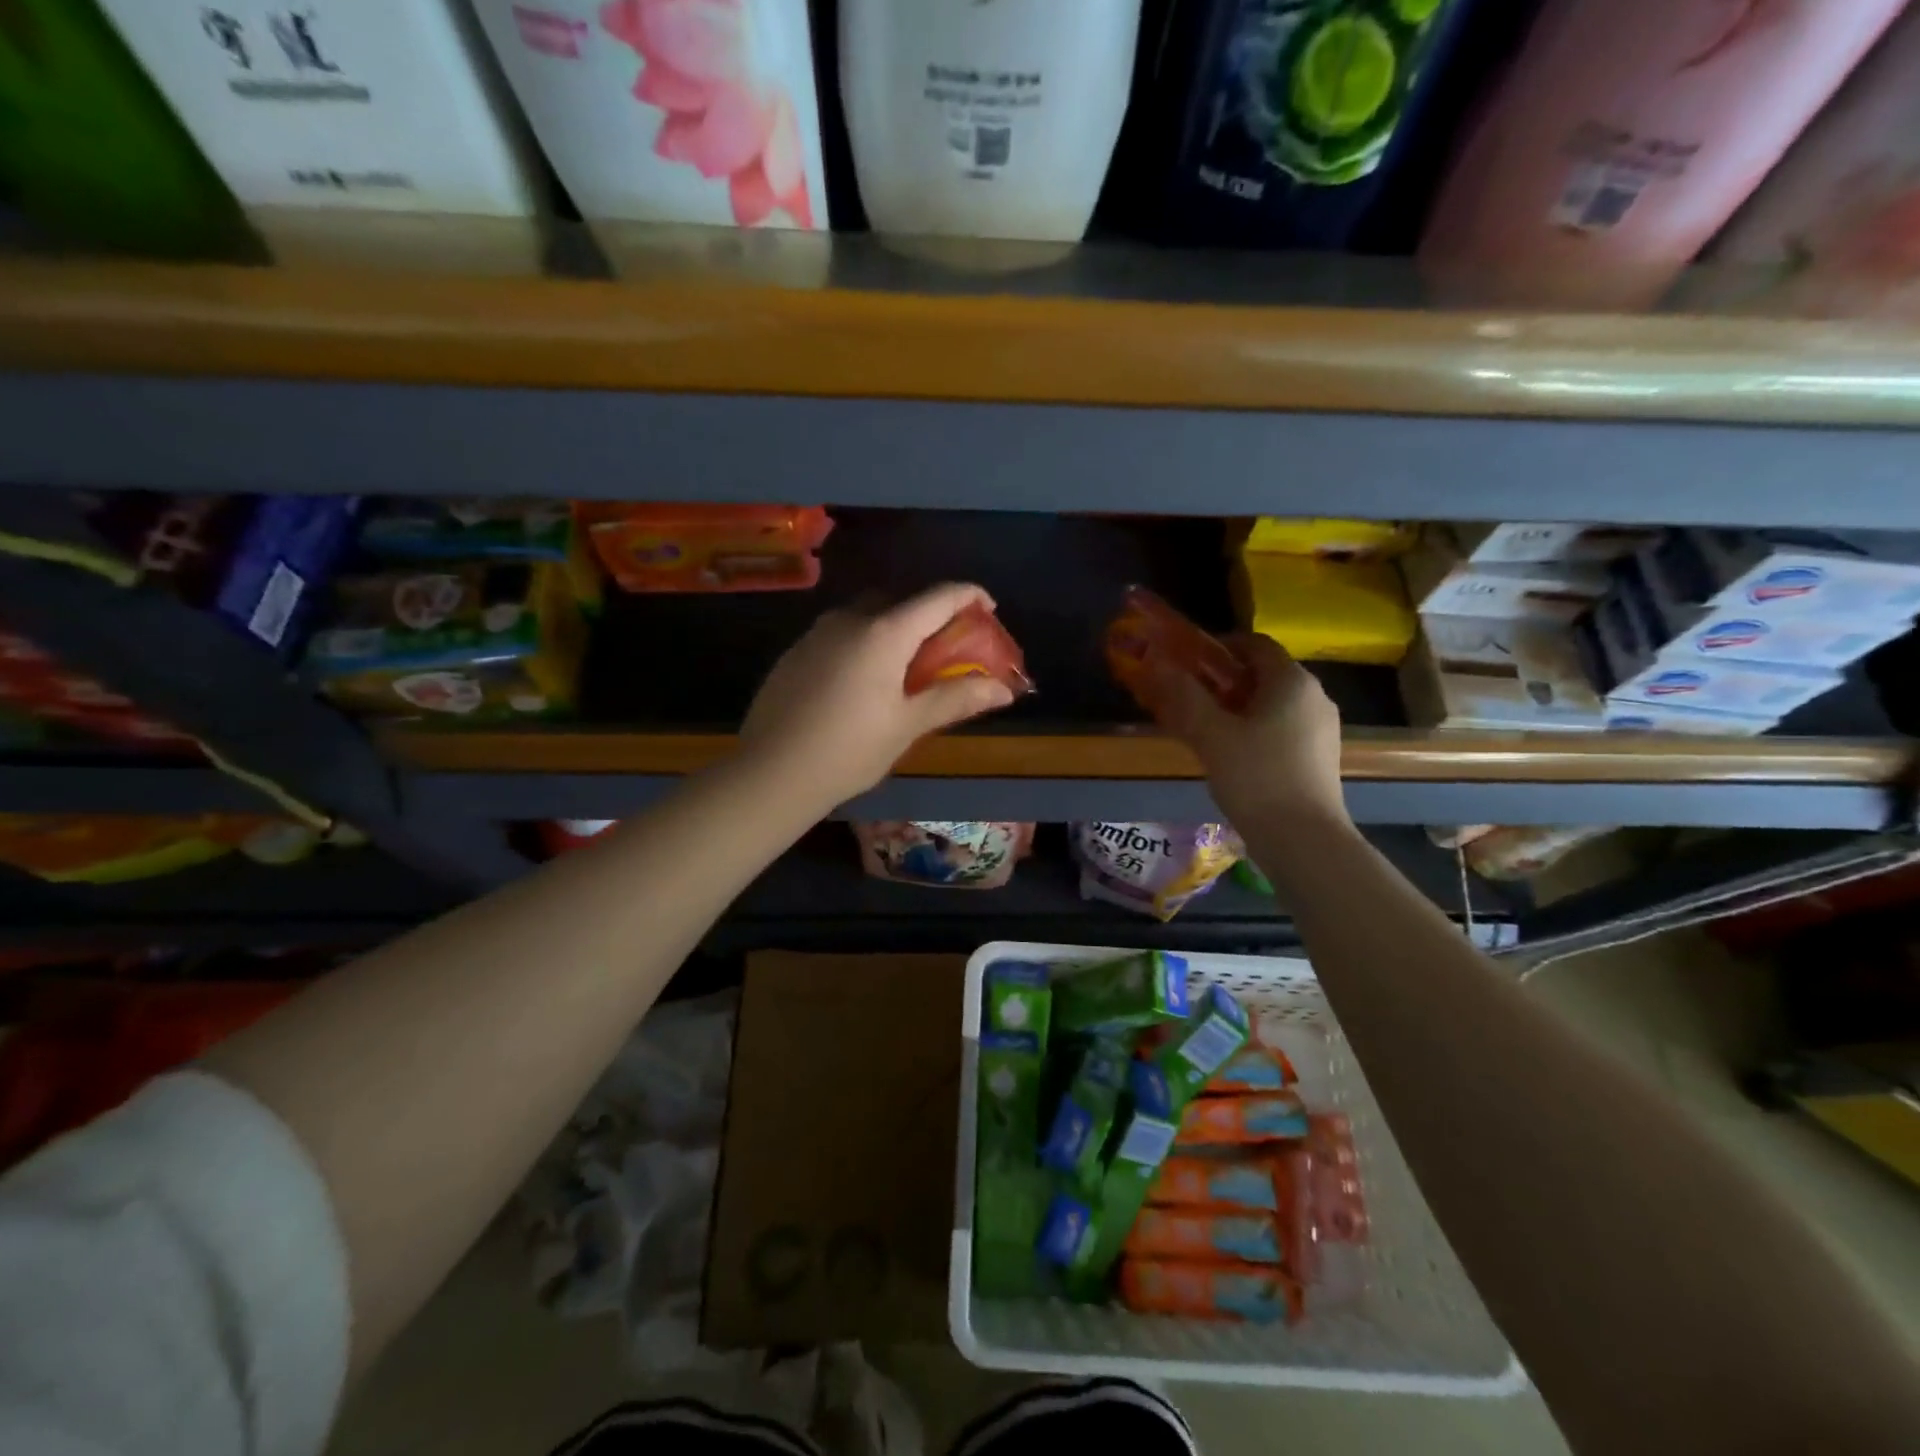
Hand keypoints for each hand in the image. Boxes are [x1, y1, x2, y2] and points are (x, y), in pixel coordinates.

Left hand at [739, 583, 1016, 807]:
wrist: (771, 773)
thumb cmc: (849, 751)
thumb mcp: (907, 726)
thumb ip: (955, 699)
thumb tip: (1003, 688)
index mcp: (884, 633)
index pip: (937, 598)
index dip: (968, 597)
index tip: (989, 608)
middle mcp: (849, 620)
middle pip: (900, 602)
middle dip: (929, 616)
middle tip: (946, 648)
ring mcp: (816, 634)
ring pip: (866, 615)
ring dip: (894, 629)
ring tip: (905, 668)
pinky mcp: (795, 652)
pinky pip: (840, 634)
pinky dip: (864, 643)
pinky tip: (862, 683)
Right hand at [1141, 632, 1349, 832]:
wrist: (1304, 839)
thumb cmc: (1256, 778)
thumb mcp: (1211, 735)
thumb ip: (1184, 696)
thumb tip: (1158, 663)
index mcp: (1292, 681)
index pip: (1255, 644)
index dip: (1220, 646)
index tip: (1188, 662)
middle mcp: (1314, 696)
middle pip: (1265, 673)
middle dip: (1225, 679)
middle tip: (1189, 696)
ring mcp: (1322, 728)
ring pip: (1274, 703)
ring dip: (1239, 706)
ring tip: (1205, 728)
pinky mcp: (1321, 756)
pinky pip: (1284, 727)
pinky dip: (1256, 728)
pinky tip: (1233, 754)